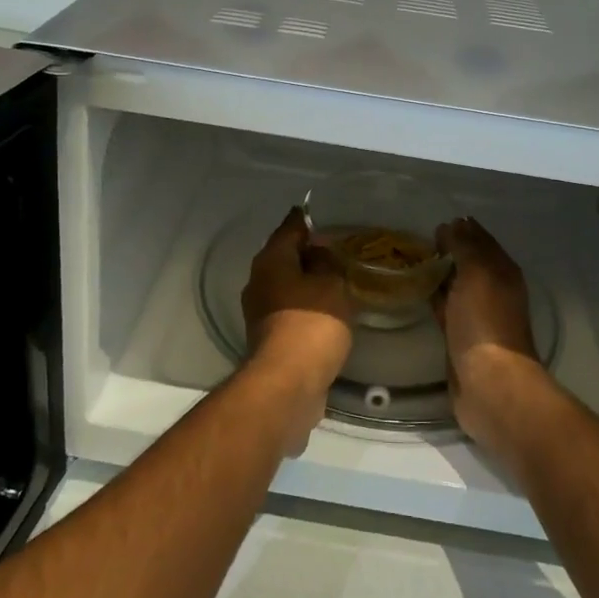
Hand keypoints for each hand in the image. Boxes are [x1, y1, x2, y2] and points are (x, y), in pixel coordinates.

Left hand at [239, 207, 352, 451]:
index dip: (308, 219)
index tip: (325, 214)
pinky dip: (308, 305)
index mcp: (271, 260)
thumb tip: (318, 252)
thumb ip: (327, 262)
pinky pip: (291, 309)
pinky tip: (329, 309)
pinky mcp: (269, 336)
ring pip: (288, 284)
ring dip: (309, 281)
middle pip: (285, 256)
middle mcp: (259, 281)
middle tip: (339, 249)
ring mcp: (261, 311)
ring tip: (339, 279)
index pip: (290, 227)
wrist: (288, 384)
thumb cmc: (311, 324)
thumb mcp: (330, 284)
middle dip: (309, 252)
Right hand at [434, 218, 551, 462]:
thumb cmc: (484, 322)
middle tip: (417, 240)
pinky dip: (433, 296)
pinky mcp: (459, 336)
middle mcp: (493, 290)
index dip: (462, 229)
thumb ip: (465, 246)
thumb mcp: (477, 273)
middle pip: (469, 262)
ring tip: (410, 261)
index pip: (481, 240)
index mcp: (502, 271)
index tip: (434, 223)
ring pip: (456, 284)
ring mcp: (476, 314)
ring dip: (439, 273)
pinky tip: (415, 290)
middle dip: (448, 249)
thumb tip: (452, 225)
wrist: (488, 383)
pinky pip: (445, 307)